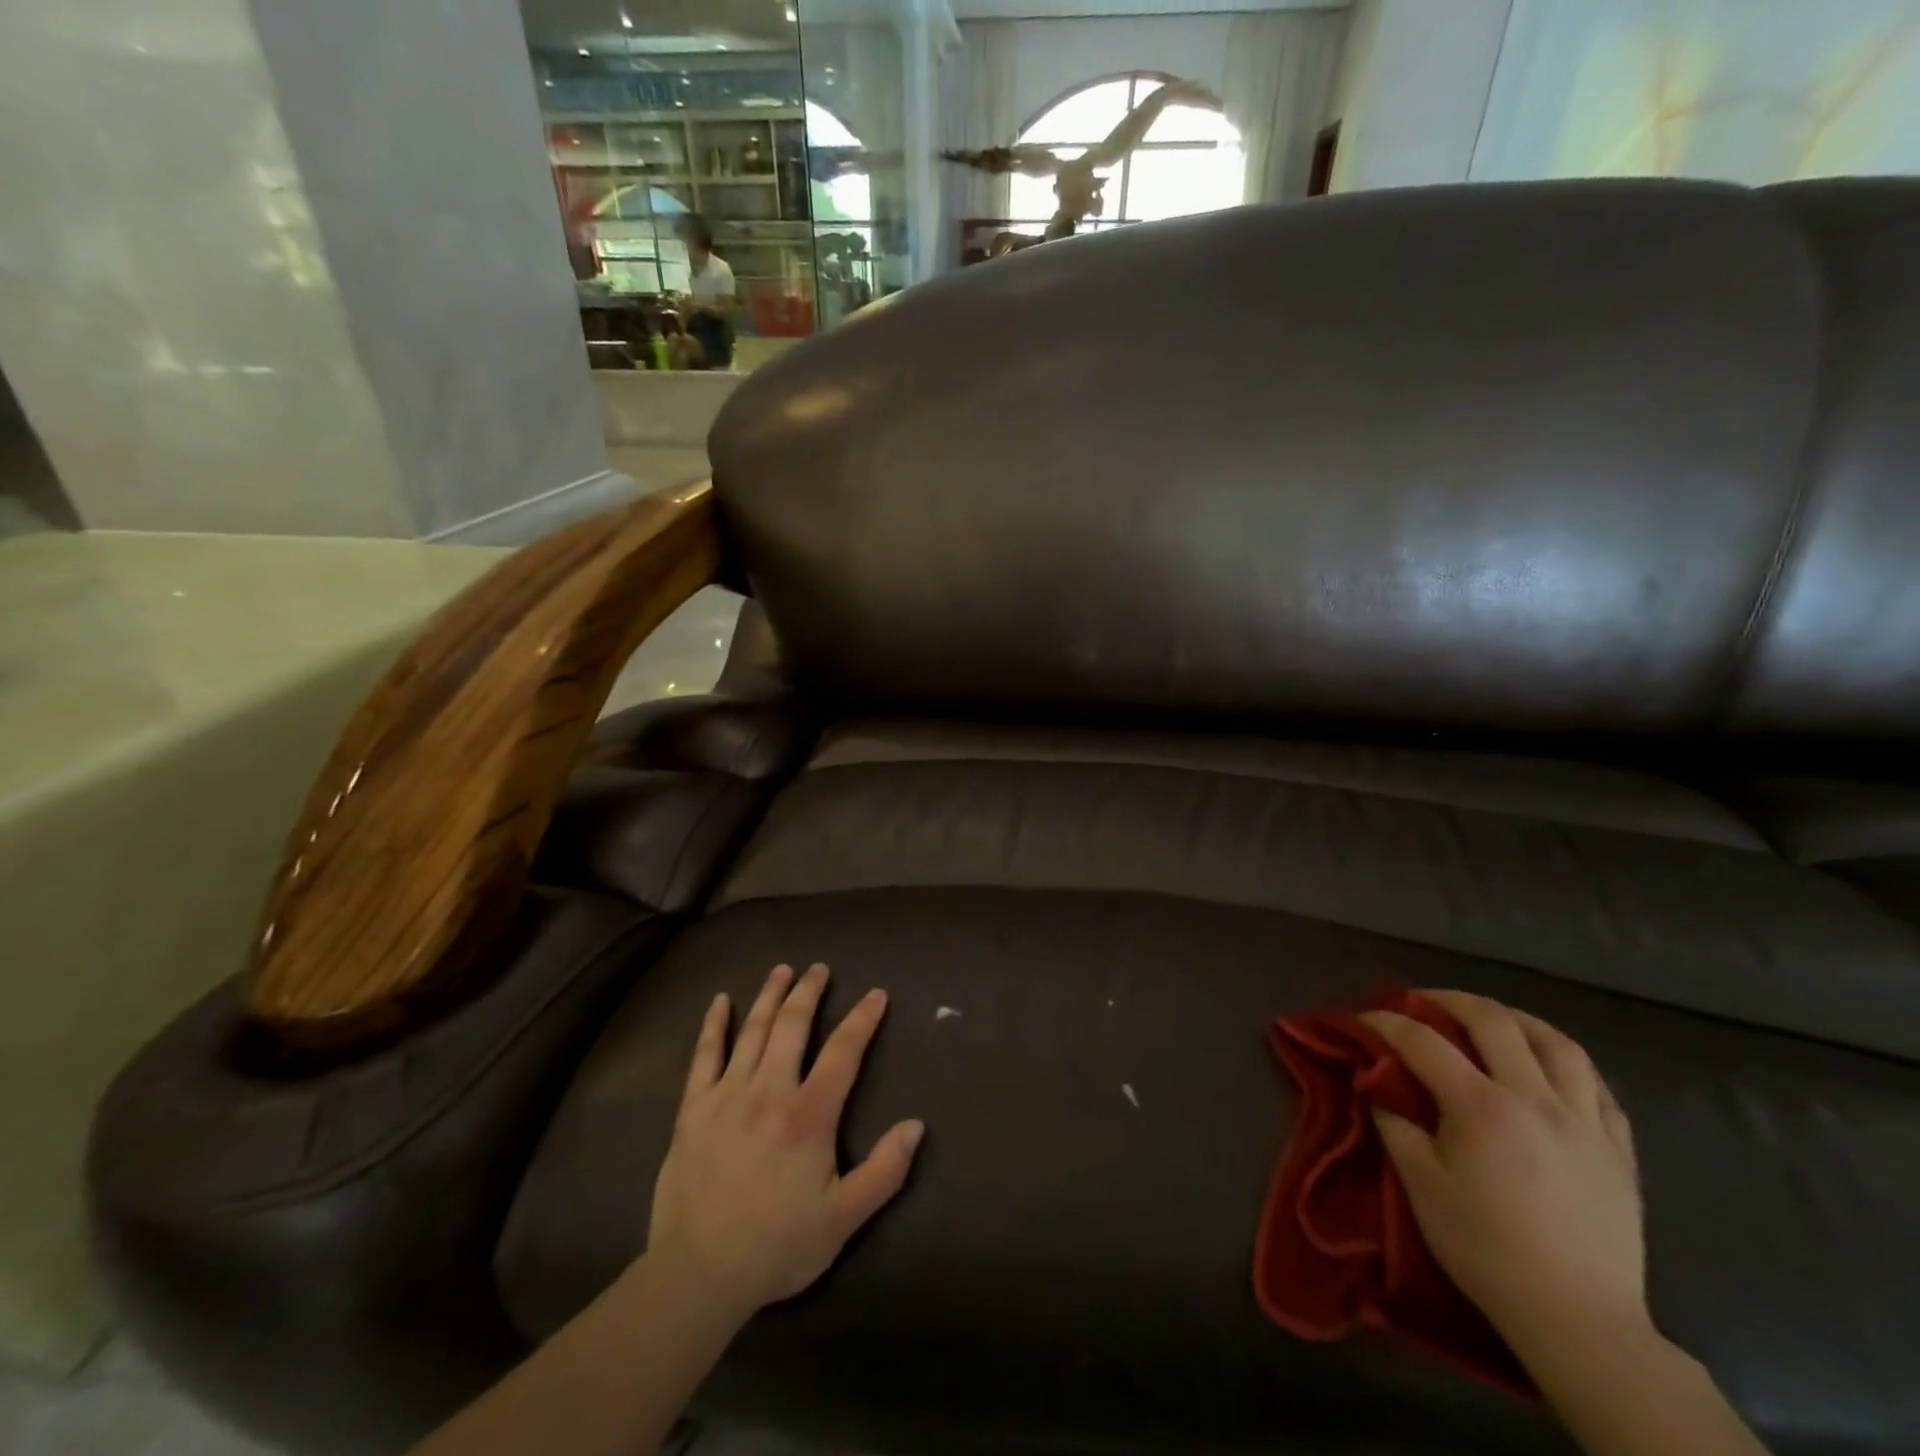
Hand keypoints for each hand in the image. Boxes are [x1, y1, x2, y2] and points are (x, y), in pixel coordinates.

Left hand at [648, 964, 923, 1319]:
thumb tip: (917, 1126)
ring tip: (782, 970)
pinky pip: (704, 1056)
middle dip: (809, 992)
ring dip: (770, 996)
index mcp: (809, 1115)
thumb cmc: (777, 1246)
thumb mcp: (843, 1218)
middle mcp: (770, 1091)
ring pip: (753, 1031)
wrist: (698, 1275)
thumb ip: (884, 1171)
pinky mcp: (694, 1109)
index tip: (876, 994)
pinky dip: (714, 1025)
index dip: (862, 1018)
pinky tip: (720, 1002)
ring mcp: (728, 1095)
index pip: (843, 1051)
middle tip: (819, 969)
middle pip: (793, 1026)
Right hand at [1361, 991, 1647, 1359]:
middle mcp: (1536, 1099)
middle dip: (1448, 1001)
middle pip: (1493, 1021)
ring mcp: (1585, 1122)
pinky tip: (1549, 1067)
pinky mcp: (1618, 1149)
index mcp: (1482, 1107)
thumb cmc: (1485, 1248)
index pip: (1423, 1041)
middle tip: (1422, 1003)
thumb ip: (1395, 1123)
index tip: (1363, 1018)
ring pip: (1557, 1043)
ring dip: (1516, 1020)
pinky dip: (1566, 1062)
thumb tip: (1378, 1082)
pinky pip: (1597, 1086)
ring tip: (1492, 1020)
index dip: (1387, 1021)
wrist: (1577, 1319)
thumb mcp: (1420, 1185)